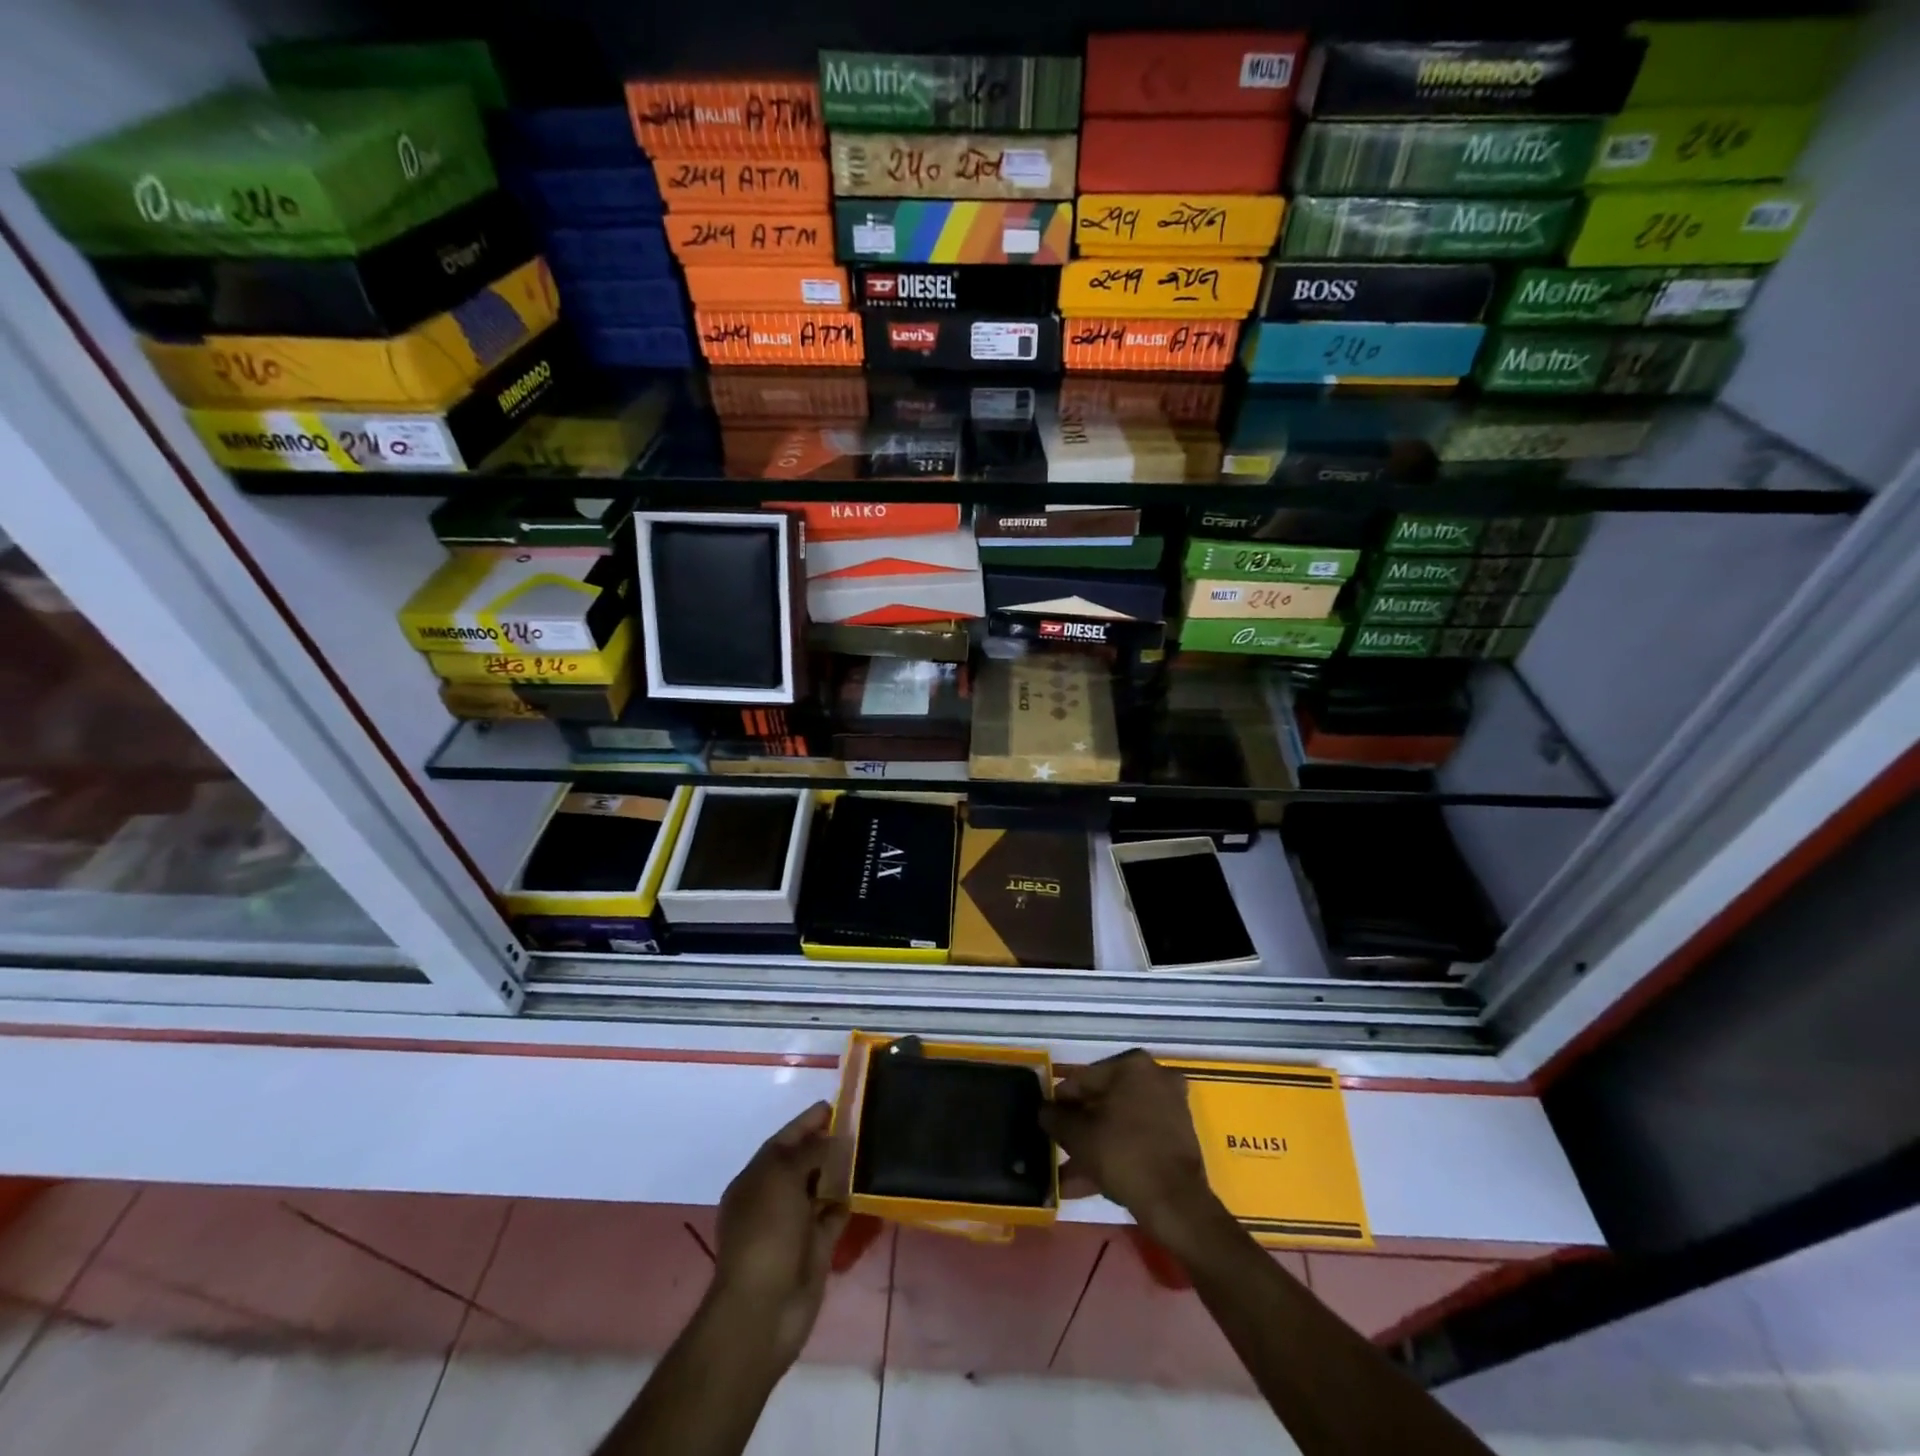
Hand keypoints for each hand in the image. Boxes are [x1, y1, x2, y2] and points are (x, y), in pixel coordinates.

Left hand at [709, 1102, 848, 1369]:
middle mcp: (774, 1198)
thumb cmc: (766, 1234)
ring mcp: (795, 1224)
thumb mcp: (782, 1178)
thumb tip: (834, 1140)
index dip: (808, 1122)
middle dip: (828, 1143)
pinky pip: (835, 1214)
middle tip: (863, 1122)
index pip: (784, 1140)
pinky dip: (849, 1200)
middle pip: (804, 1162)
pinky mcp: (816, 1247)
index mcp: (756, 1179)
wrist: (764, 1310)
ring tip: (872, 1147)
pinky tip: (869, 1184)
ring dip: (842, 1170)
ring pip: (822, 1187)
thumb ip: (810, 1152)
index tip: (837, 1104)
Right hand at [1040, 1050, 1217, 1245]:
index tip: (1047, 1121)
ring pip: (1120, 1123)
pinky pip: (1137, 1138)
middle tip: (1058, 1146)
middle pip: (1103, 1100)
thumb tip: (1043, 1110)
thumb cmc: (1123, 1154)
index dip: (1061, 1101)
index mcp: (1132, 1065)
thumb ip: (1055, 1118)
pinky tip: (1089, 1181)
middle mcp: (1154, 1076)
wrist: (1176, 1203)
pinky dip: (1116, 1153)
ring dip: (1094, 1145)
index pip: (1084, 1078)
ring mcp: (1170, 1106)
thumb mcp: (1078, 1135)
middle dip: (1079, 1127)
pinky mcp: (1178, 1136)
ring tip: (1068, 1174)